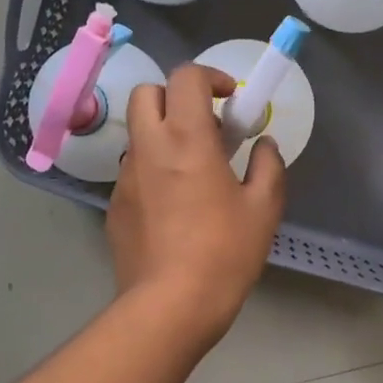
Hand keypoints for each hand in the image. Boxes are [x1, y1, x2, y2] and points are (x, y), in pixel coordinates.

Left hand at [107, 63, 285, 339]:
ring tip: (192, 173)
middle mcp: (148, 149)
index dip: (210, 77)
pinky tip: (174, 209)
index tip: (230, 100)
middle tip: (205, 127)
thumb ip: (268, 166)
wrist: (170, 305)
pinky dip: (153, 172)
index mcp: (187, 139)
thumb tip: (264, 146)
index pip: (186, 78)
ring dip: (164, 136)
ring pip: (138, 135)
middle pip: (147, 93)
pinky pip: (133, 172)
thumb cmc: (224, 252)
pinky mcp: (114, 207)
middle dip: (175, 97)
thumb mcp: (264, 208)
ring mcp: (125, 178)